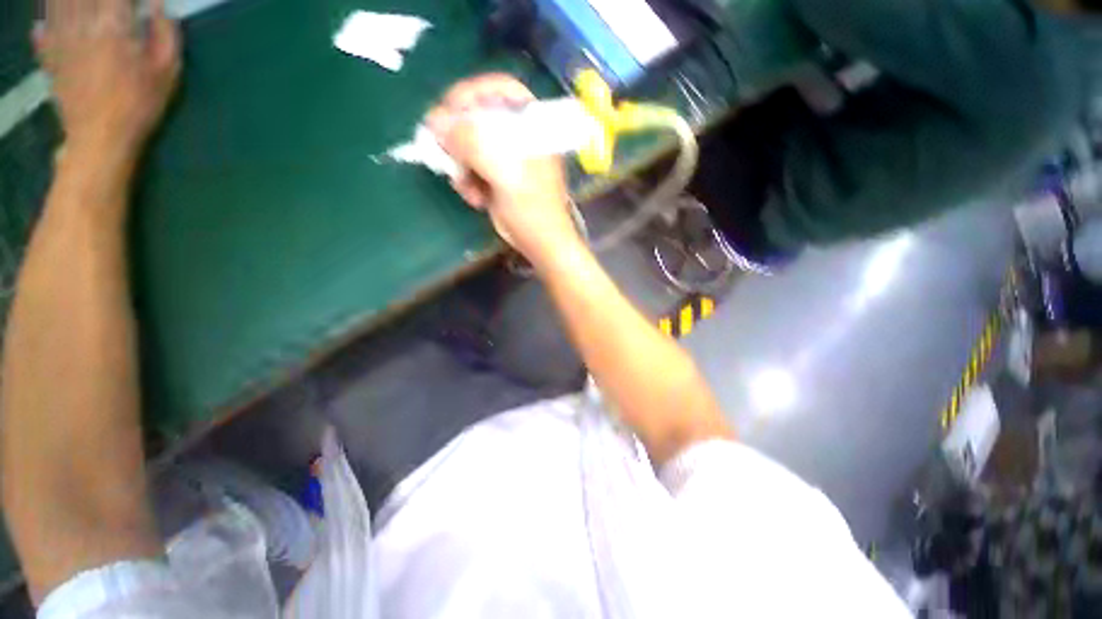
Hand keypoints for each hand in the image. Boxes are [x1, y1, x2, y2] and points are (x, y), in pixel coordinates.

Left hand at [36, 0, 180, 164]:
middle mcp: (84, 23)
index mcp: (115, 25)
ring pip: (59, 3)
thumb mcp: (167, 72)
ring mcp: (62, 38)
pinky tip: (47, 14)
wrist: (99, 138)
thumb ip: (164, 33)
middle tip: (107, 4)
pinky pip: (42, 25)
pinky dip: (46, 14)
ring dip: (69, 1)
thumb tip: (157, 2)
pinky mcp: (50, 54)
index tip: (135, 0)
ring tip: (81, 6)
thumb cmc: (139, 105)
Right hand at [427, 74, 583, 267]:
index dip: (470, 93)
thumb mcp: (505, 172)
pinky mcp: (496, 176)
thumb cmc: (532, 208)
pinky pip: (469, 167)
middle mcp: (517, 135)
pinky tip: (476, 198)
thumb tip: (435, 123)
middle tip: (445, 154)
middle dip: (458, 138)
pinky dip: (467, 181)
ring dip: (460, 165)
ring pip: (468, 144)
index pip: (498, 87)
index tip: (447, 110)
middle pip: (477, 117)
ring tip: (467, 186)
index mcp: (530, 125)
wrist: (540, 243)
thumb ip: (471, 142)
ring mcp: (505, 157)